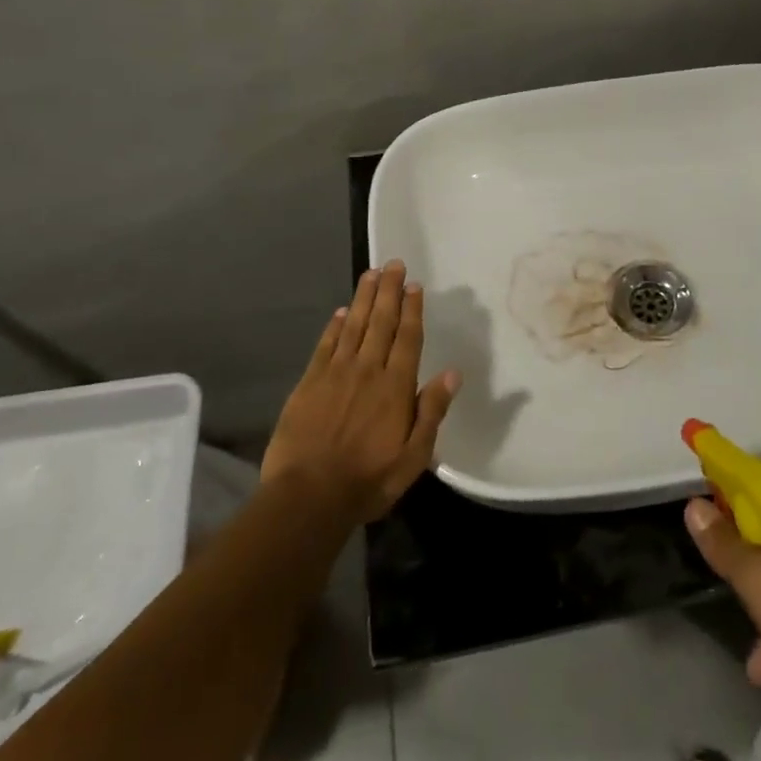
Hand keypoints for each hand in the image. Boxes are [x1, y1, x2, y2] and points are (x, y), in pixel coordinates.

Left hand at [262, 261, 460, 526]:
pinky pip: (325, 345)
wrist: (308, 496)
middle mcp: (368, 370)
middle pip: (381, 322)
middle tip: (394, 264)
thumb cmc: (368, 480)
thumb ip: (432, 412)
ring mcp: (336, 373)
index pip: (408, 338)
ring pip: (354, 326)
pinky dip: (334, 326)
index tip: (415, 285)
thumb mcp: (414, 456)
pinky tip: (340, 311)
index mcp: (396, 386)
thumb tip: (452, 373)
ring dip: (364, 298)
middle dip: (390, 291)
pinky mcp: (309, 383)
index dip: (413, 309)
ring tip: (371, 274)